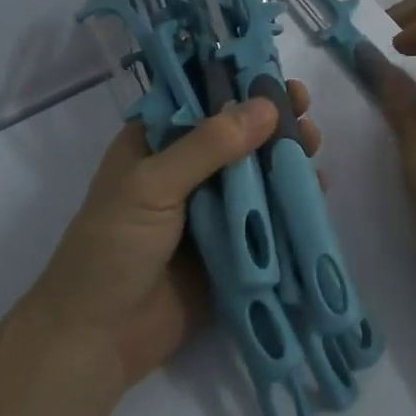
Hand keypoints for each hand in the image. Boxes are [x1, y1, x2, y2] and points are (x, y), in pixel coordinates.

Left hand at [24, 81, 321, 389]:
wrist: (98, 341)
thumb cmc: (112, 247)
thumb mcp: (151, 185)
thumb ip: (208, 145)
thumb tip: (267, 106)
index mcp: (154, 144)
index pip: (199, 100)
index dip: (236, 84)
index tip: (274, 74)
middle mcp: (184, 170)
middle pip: (235, 135)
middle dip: (270, 121)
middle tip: (304, 108)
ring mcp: (209, 210)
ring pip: (255, 173)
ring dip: (284, 157)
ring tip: (313, 144)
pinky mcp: (231, 247)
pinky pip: (265, 217)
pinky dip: (290, 202)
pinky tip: (317, 188)